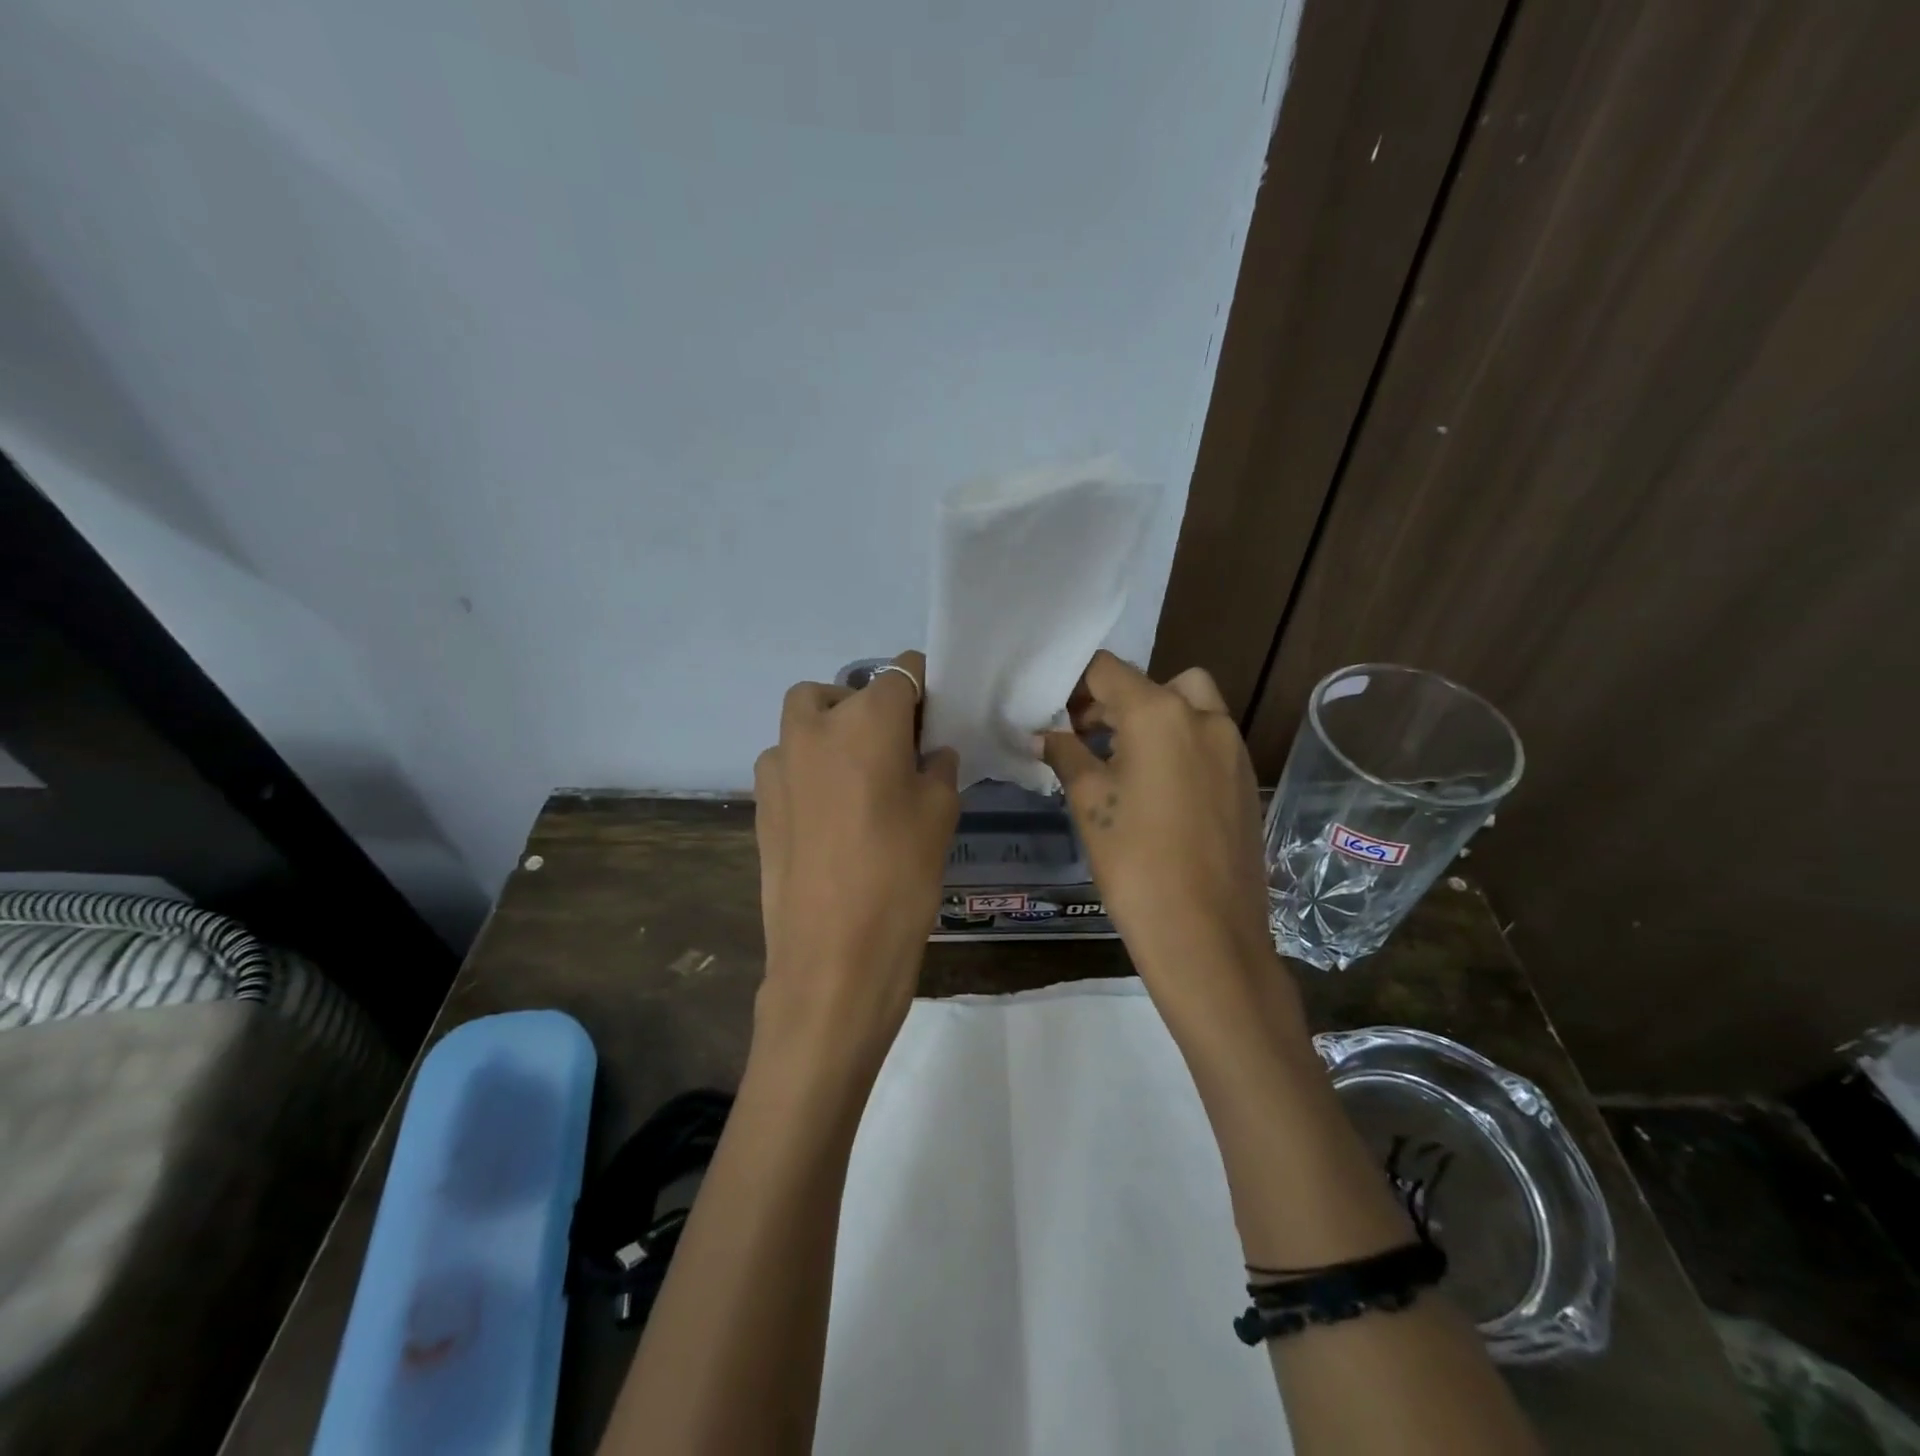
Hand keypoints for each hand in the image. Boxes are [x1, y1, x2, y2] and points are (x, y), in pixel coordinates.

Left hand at [753, 651, 959, 1064]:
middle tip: (894, 748)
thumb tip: (929, 753)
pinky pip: (786, 764)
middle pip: (842, 691)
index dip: (922, 687)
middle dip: (868, 706)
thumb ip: (937, 768)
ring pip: (805, 722)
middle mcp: (815, 726)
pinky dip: (808, 769)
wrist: (834, 954)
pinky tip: (829, 814)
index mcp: (867, 719)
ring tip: (858, 780)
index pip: (901, 672)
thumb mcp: (940, 813)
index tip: (933, 715)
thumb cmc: (901, 874)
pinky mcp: (759, 801)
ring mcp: (778, 763)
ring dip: (831, 733)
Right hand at [1039, 652, 1278, 1027]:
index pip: (1108, 670)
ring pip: (1189, 708)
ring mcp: (1233, 749)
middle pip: (1154, 684)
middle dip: (1115, 702)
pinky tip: (1155, 790)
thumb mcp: (1088, 802)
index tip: (1054, 713)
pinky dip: (1179, 745)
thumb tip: (1046, 735)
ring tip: (1119, 762)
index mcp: (1160, 713)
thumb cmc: (1135, 861)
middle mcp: (1204, 718)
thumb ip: (1066, 755)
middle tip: (1084, 737)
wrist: (1206, 934)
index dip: (1075, 684)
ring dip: (1153, 719)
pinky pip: (1208, 741)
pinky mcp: (1246, 780)